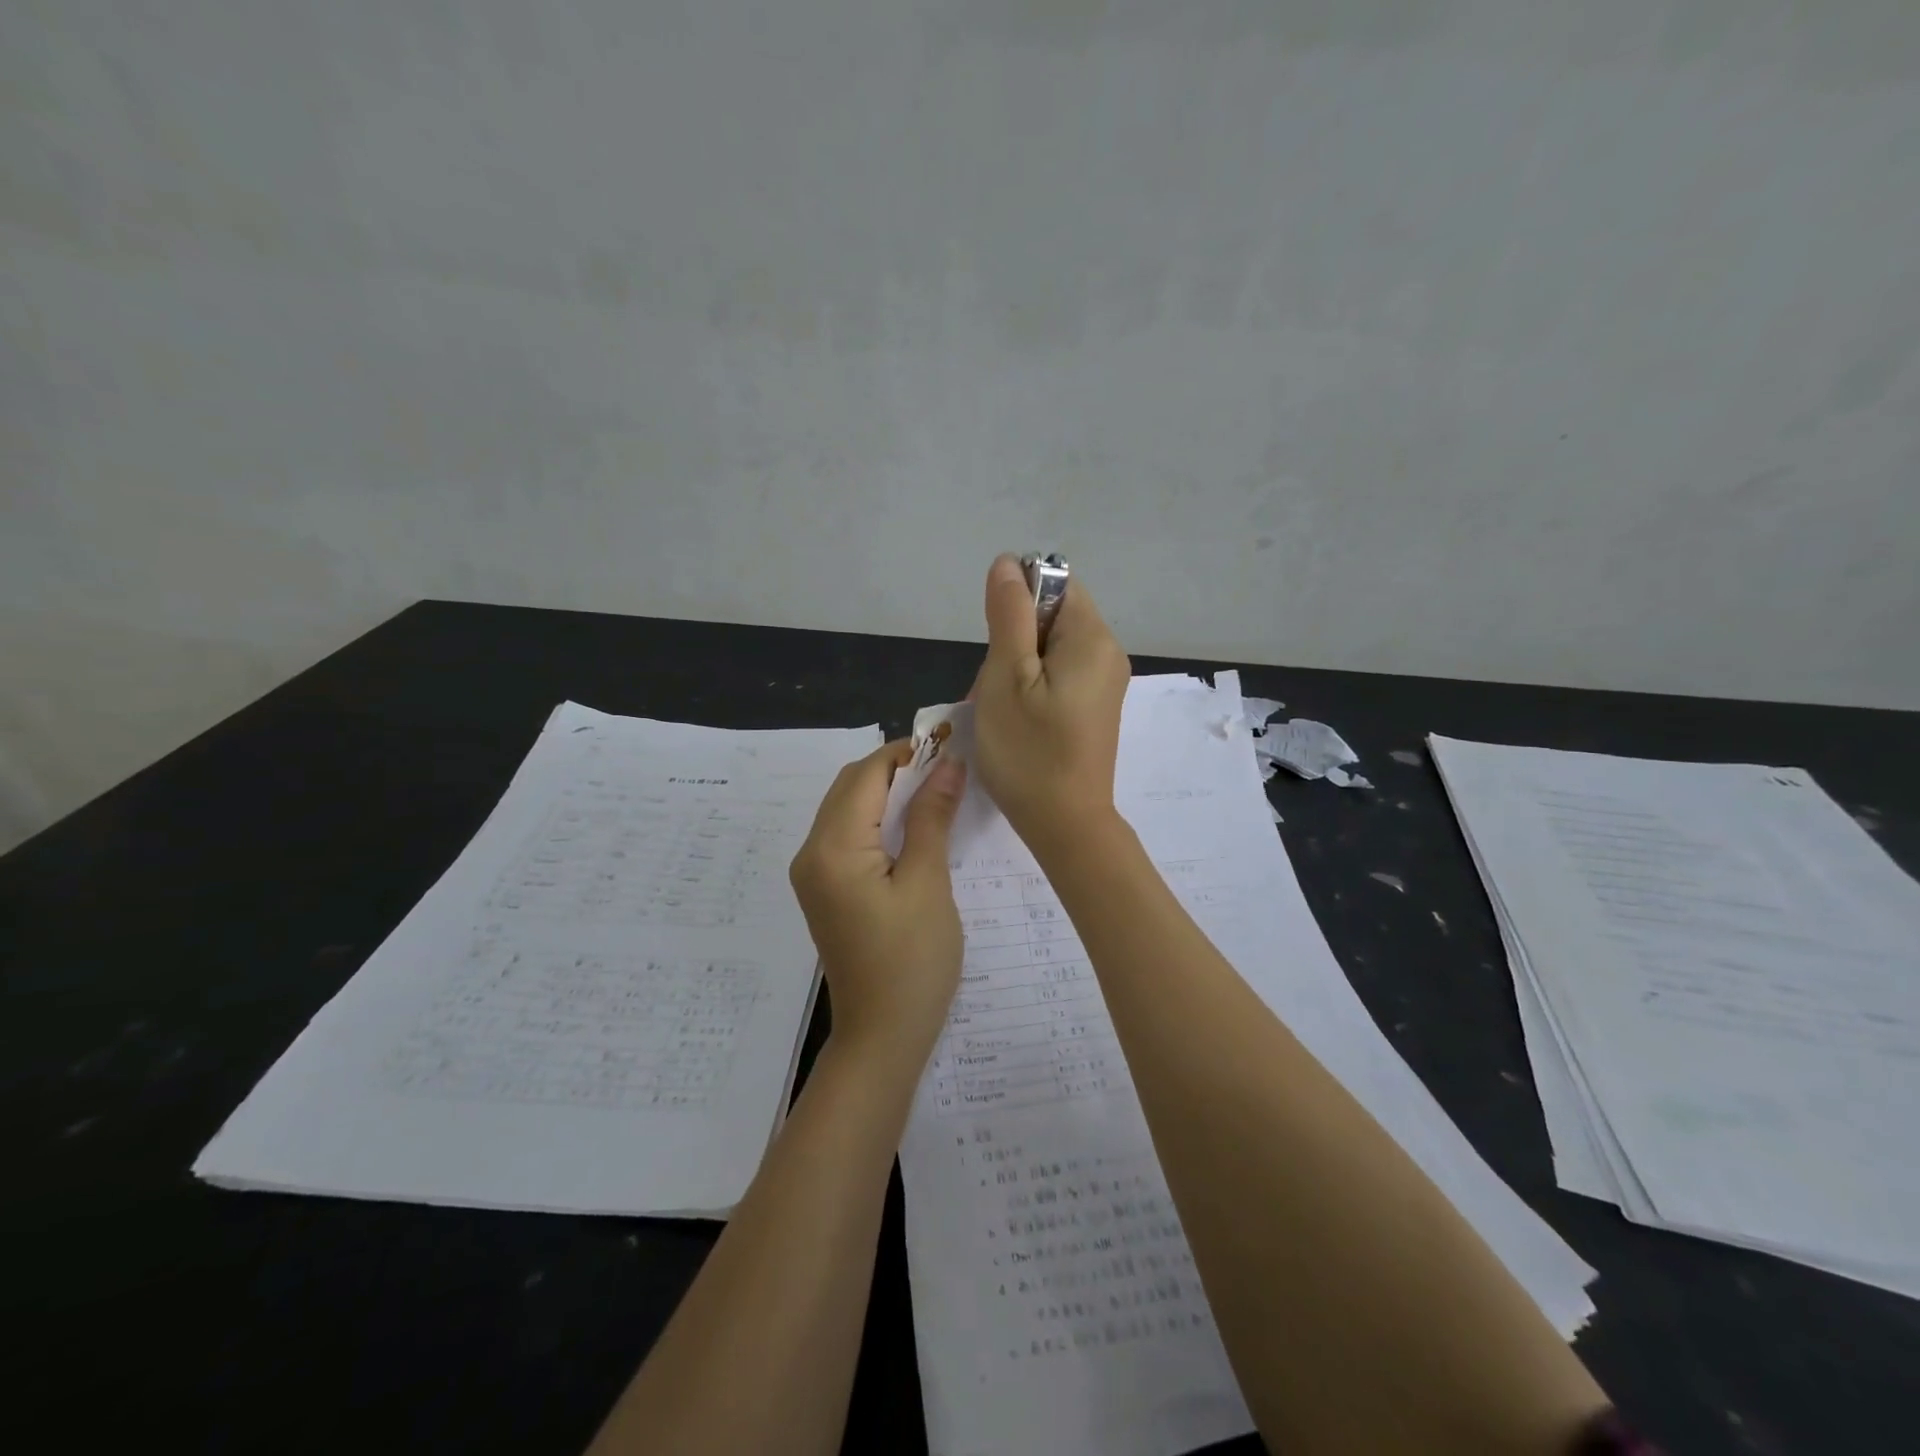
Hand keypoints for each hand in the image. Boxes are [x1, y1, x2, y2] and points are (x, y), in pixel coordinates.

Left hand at [789, 741, 967, 1073]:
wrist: (882, 1037)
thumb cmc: (913, 962)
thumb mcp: (928, 883)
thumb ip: (931, 817)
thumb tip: (947, 764)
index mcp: (833, 848)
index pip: (866, 775)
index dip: (905, 752)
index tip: (948, 744)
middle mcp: (811, 853)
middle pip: (850, 787)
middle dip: (895, 768)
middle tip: (946, 767)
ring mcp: (813, 873)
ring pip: (847, 809)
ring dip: (886, 792)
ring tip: (935, 790)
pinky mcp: (824, 890)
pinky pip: (846, 835)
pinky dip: (877, 819)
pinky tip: (911, 825)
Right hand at [971, 554, 1129, 855]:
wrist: (1065, 825)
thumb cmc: (1029, 751)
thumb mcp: (1006, 677)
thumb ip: (1007, 615)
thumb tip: (1008, 563)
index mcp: (1092, 638)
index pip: (1054, 585)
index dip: (1017, 604)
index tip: (998, 649)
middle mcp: (1108, 653)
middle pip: (1050, 618)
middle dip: (1012, 644)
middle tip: (995, 689)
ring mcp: (1105, 683)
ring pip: (1048, 651)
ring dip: (1016, 670)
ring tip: (1002, 710)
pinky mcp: (1096, 707)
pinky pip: (1058, 677)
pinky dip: (1031, 689)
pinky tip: (1018, 721)